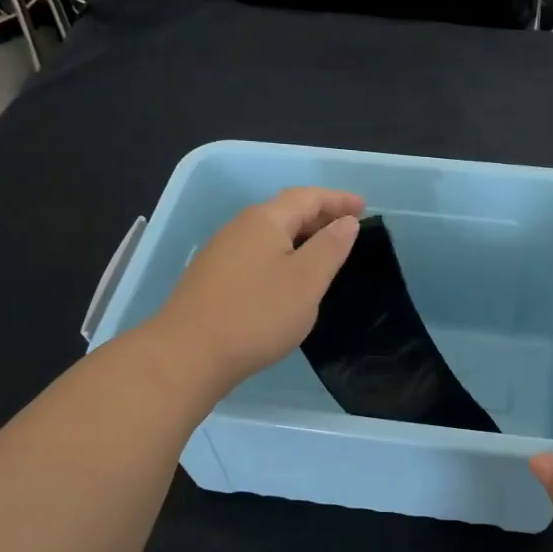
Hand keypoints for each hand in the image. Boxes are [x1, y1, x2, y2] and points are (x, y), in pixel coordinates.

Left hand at [147, 186, 363, 396]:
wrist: (188, 354)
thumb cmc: (256, 314)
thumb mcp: (306, 281)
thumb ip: (330, 247)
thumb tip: (346, 222)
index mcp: (265, 220)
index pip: (307, 197)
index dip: (337, 200)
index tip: (364, 208)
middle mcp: (240, 228)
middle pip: (285, 211)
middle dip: (319, 216)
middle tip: (348, 229)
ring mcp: (222, 253)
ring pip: (269, 234)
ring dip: (300, 237)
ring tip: (323, 253)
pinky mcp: (213, 279)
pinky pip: (257, 254)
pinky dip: (282, 256)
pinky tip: (288, 279)